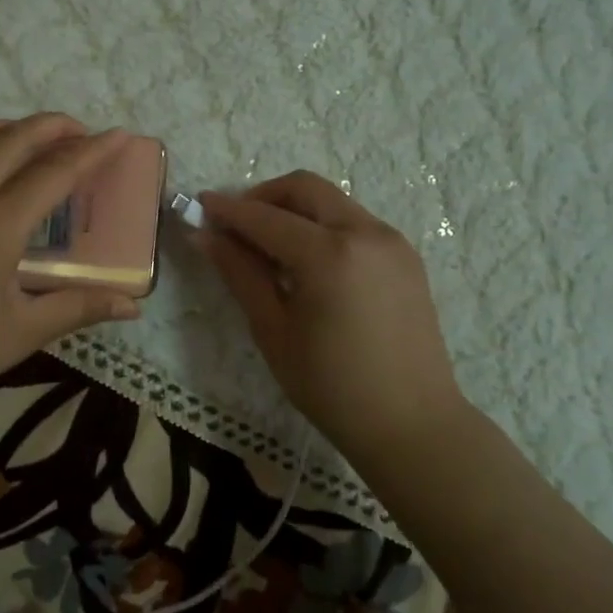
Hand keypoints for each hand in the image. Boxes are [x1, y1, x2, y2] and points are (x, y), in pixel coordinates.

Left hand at [0, 115, 140, 432]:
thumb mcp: (22, 331)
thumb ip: (77, 308)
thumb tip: (132, 306)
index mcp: (0, 221)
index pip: (57, 171)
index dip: (93, 151)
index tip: (120, 135)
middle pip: (15, 139)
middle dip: (54, 126)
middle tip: (82, 131)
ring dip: (13, 128)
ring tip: (36, 136)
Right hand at [195, 171, 470, 460]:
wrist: (413, 425)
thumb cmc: (332, 387)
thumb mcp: (273, 331)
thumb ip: (240, 274)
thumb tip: (203, 235)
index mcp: (329, 254)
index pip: (265, 217)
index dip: (228, 210)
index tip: (199, 205)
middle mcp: (365, 233)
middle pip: (304, 188)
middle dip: (264, 197)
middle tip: (236, 225)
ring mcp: (391, 241)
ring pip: (332, 201)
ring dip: (295, 210)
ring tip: (269, 248)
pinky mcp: (406, 256)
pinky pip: (355, 222)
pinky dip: (323, 226)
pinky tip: (308, 263)